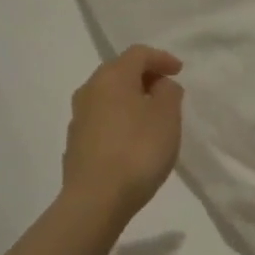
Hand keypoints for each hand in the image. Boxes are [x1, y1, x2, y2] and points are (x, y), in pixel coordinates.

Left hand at [61, 45, 184, 224]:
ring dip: (131, 99)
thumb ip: (169, 93)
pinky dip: (120, 119)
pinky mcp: (75, 143)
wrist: (96, 200)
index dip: (161, 58)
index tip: (179, 71)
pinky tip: (133, 138)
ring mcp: (78, 117)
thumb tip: (159, 86)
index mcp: (112, 77)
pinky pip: (102, 119)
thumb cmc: (137, 151)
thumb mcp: (167, 117)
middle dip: (145, 77)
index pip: (138, 54)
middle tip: (167, 91)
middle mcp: (89, 90)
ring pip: (108, 96)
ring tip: (152, 116)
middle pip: (119, 71)